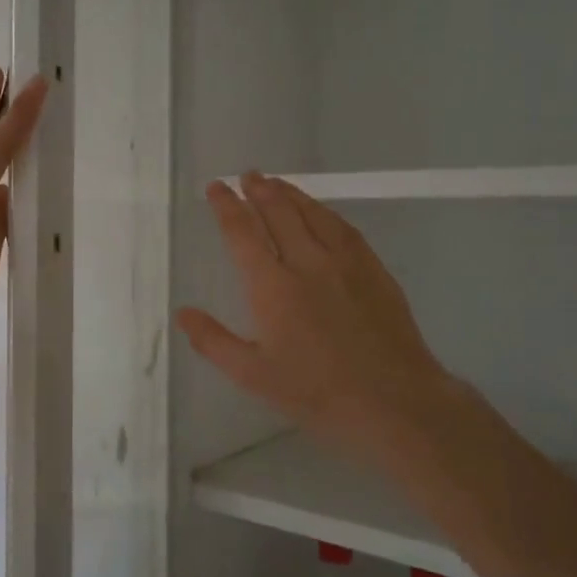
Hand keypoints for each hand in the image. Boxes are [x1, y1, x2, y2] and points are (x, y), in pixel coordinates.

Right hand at [176, 172, 473, 464]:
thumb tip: (183, 312)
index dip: (227, 206)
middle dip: (259, 191)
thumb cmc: (316, 392)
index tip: (217, 187)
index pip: (243, 233)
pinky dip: (325, 212)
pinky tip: (322, 212)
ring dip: (291, 195)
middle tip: (247, 175)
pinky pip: (344, 228)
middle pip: (279, 213)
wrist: (393, 401)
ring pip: (313, 215)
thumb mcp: (253, 376)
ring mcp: (345, 263)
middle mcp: (307, 263)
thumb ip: (214, 341)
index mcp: (272, 286)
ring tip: (276, 182)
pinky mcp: (374, 270)